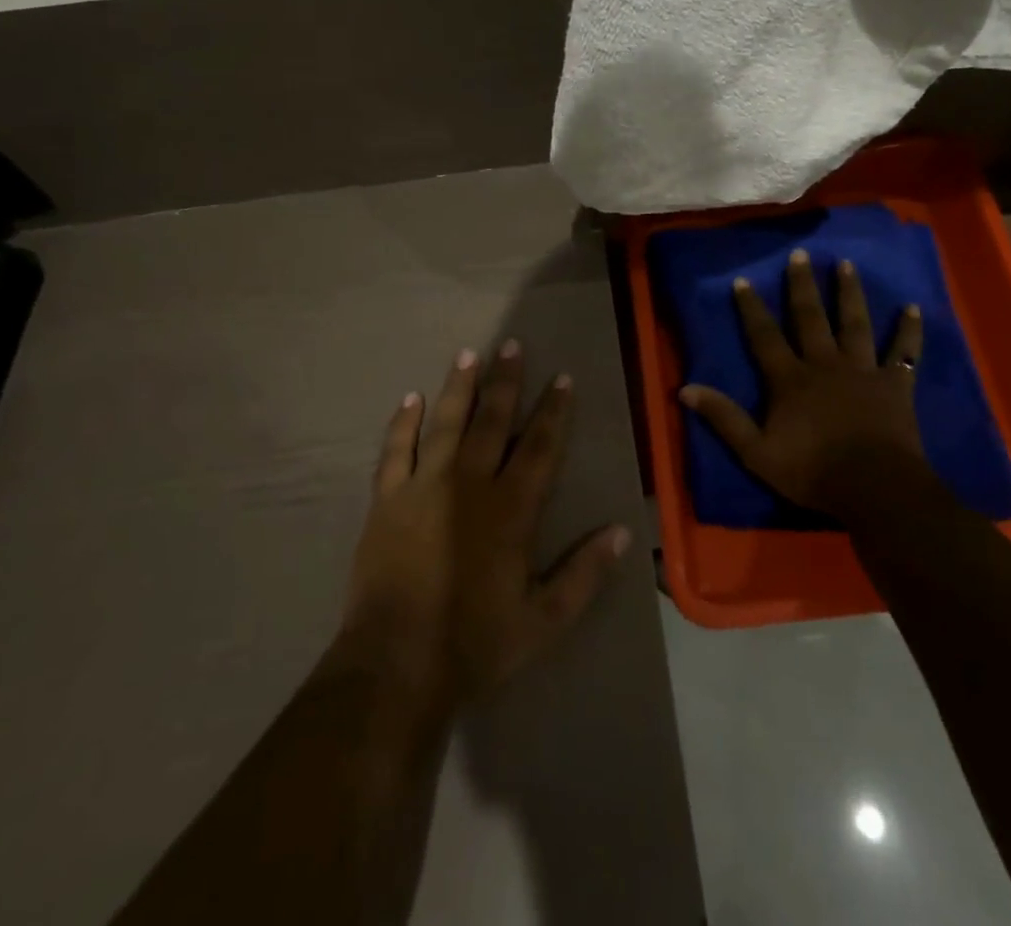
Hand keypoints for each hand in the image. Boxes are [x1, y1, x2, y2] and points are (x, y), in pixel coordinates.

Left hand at [338, 341, 629, 713]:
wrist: (396, 665)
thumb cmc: (475, 643)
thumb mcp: (544, 619)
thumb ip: (585, 573)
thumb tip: (623, 532)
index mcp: (511, 508)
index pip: (540, 446)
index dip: (554, 410)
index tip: (562, 377)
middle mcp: (470, 483)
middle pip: (492, 420)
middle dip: (505, 382)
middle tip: (511, 345)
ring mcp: (424, 486)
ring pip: (446, 423)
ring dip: (459, 387)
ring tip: (468, 354)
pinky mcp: (387, 499)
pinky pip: (395, 450)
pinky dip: (403, 423)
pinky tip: (410, 398)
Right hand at [680, 250, 924, 516]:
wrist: (875, 487)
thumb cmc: (813, 471)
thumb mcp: (756, 452)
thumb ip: (723, 417)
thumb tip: (685, 388)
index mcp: (790, 379)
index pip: (765, 336)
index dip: (752, 308)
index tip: (744, 280)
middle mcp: (825, 364)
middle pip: (810, 318)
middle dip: (802, 285)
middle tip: (800, 254)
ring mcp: (862, 370)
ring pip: (854, 323)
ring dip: (849, 293)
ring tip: (846, 263)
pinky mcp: (895, 384)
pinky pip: (903, 352)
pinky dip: (908, 330)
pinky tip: (913, 308)